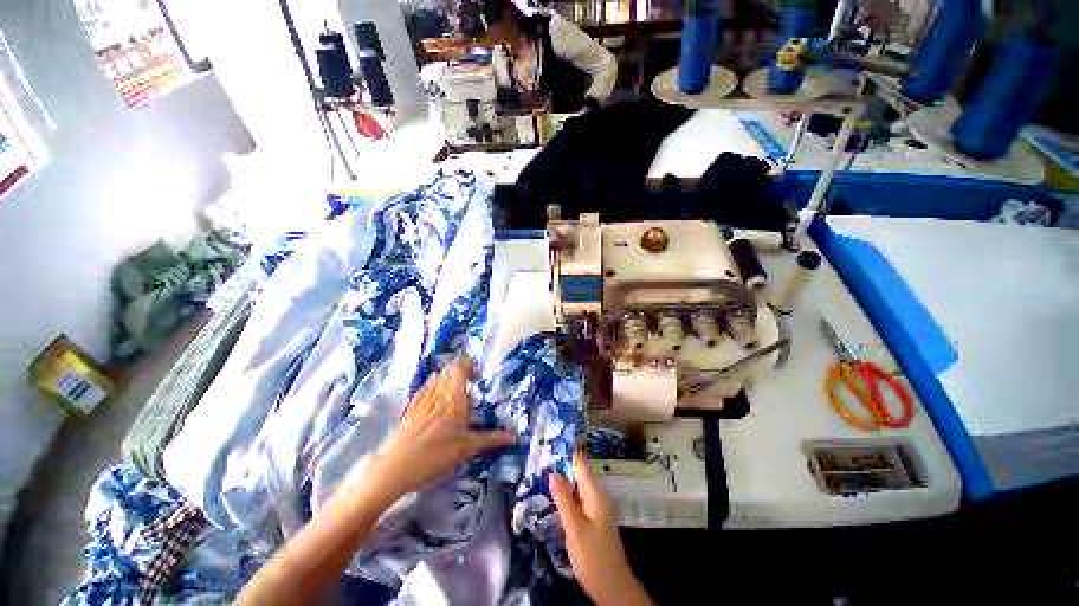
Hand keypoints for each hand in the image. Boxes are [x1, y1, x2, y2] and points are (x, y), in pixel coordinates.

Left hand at [349, 359, 515, 509]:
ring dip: (446, 376)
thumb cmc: (436, 454)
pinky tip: (432, 385)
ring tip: (453, 382)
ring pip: (436, 379)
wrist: (396, 466)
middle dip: (458, 370)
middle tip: (468, 378)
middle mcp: (439, 394)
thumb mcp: (466, 448)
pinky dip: (431, 384)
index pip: (460, 371)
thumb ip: (490, 439)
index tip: (475, 369)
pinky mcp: (411, 408)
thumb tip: (515, 438)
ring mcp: (423, 400)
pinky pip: (423, 388)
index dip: (466, 365)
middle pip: (448, 372)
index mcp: (454, 400)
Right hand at [550, 451, 651, 605]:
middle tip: (540, 454)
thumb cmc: (593, 556)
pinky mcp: (592, 519)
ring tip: (542, 470)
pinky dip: (566, 493)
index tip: (551, 440)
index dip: (567, 451)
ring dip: (563, 479)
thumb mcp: (575, 527)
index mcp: (595, 493)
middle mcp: (597, 496)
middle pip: (579, 473)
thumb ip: (564, 499)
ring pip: (577, 486)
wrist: (612, 587)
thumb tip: (553, 472)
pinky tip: (553, 496)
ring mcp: (596, 508)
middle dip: (562, 463)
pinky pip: (578, 499)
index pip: (581, 464)